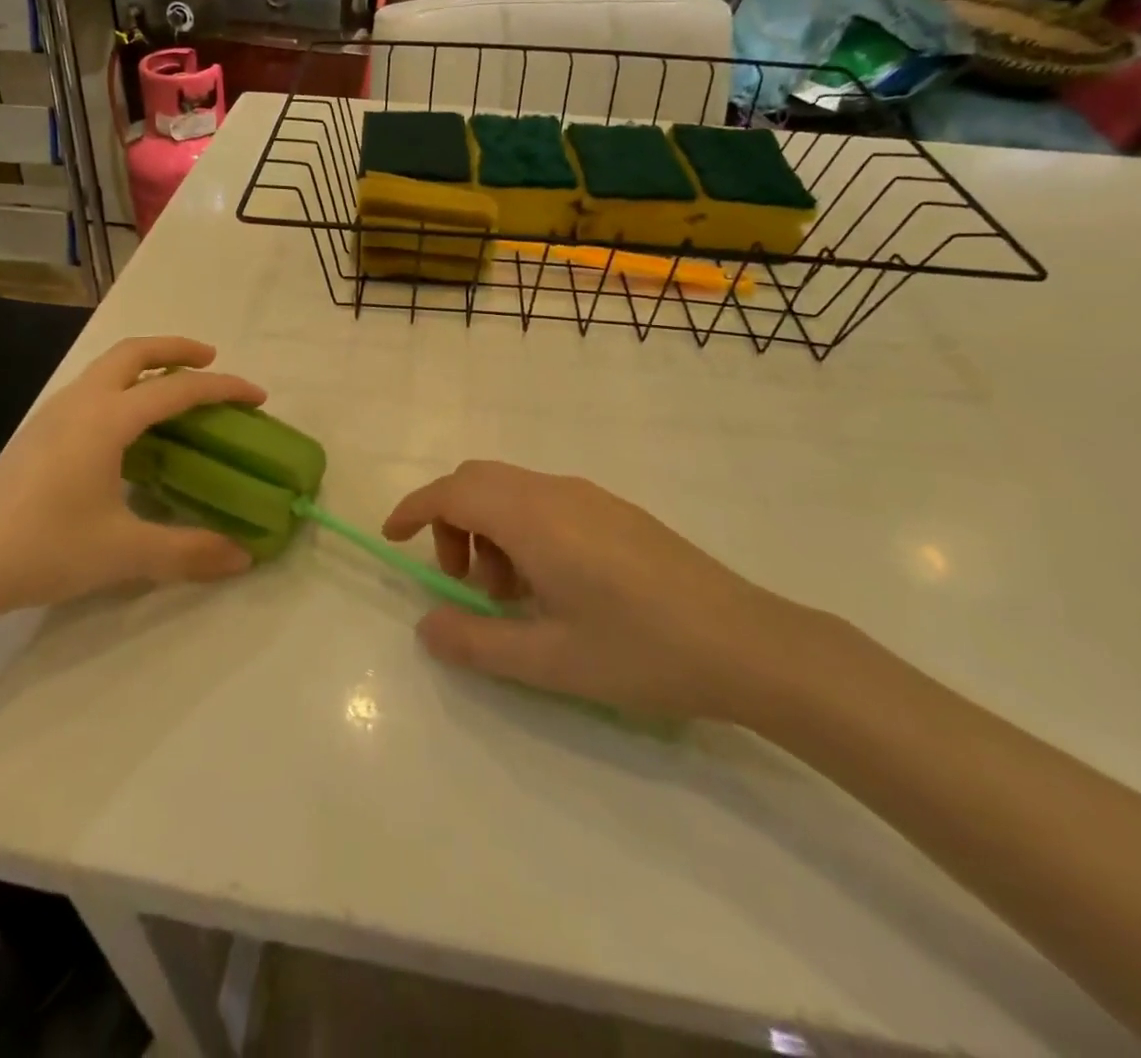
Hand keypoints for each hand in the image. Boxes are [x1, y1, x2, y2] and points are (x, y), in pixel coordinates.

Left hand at [0, 338, 266, 625]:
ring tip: (174, 389)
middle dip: (178, 348)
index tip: (258, 396)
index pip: (178, 389)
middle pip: (134, 352)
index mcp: (107, 420)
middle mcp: (81, 403)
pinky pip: (92, 388)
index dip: (224, 388)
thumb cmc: (44, 549)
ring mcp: (53, 414)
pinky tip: (128, 427)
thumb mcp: (125, 553)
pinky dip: (123, 386)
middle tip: (211, 361)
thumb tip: (243, 558)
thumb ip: (189, 551)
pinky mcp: (37, 432)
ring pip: (107, 367)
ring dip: (146, 364)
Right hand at [383, 461, 807, 722]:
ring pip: (511, 490)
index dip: (413, 509)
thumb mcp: (548, 661)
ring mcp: (589, 496)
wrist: (748, 643)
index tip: (393, 538)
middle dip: (451, 522)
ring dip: (489, 529)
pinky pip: (544, 501)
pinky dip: (521, 529)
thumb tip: (426, 626)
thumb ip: (476, 643)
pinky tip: (552, 586)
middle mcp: (556, 491)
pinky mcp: (614, 510)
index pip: (452, 492)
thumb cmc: (641, 651)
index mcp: (533, 517)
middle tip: (463, 583)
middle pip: (477, 480)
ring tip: (512, 596)